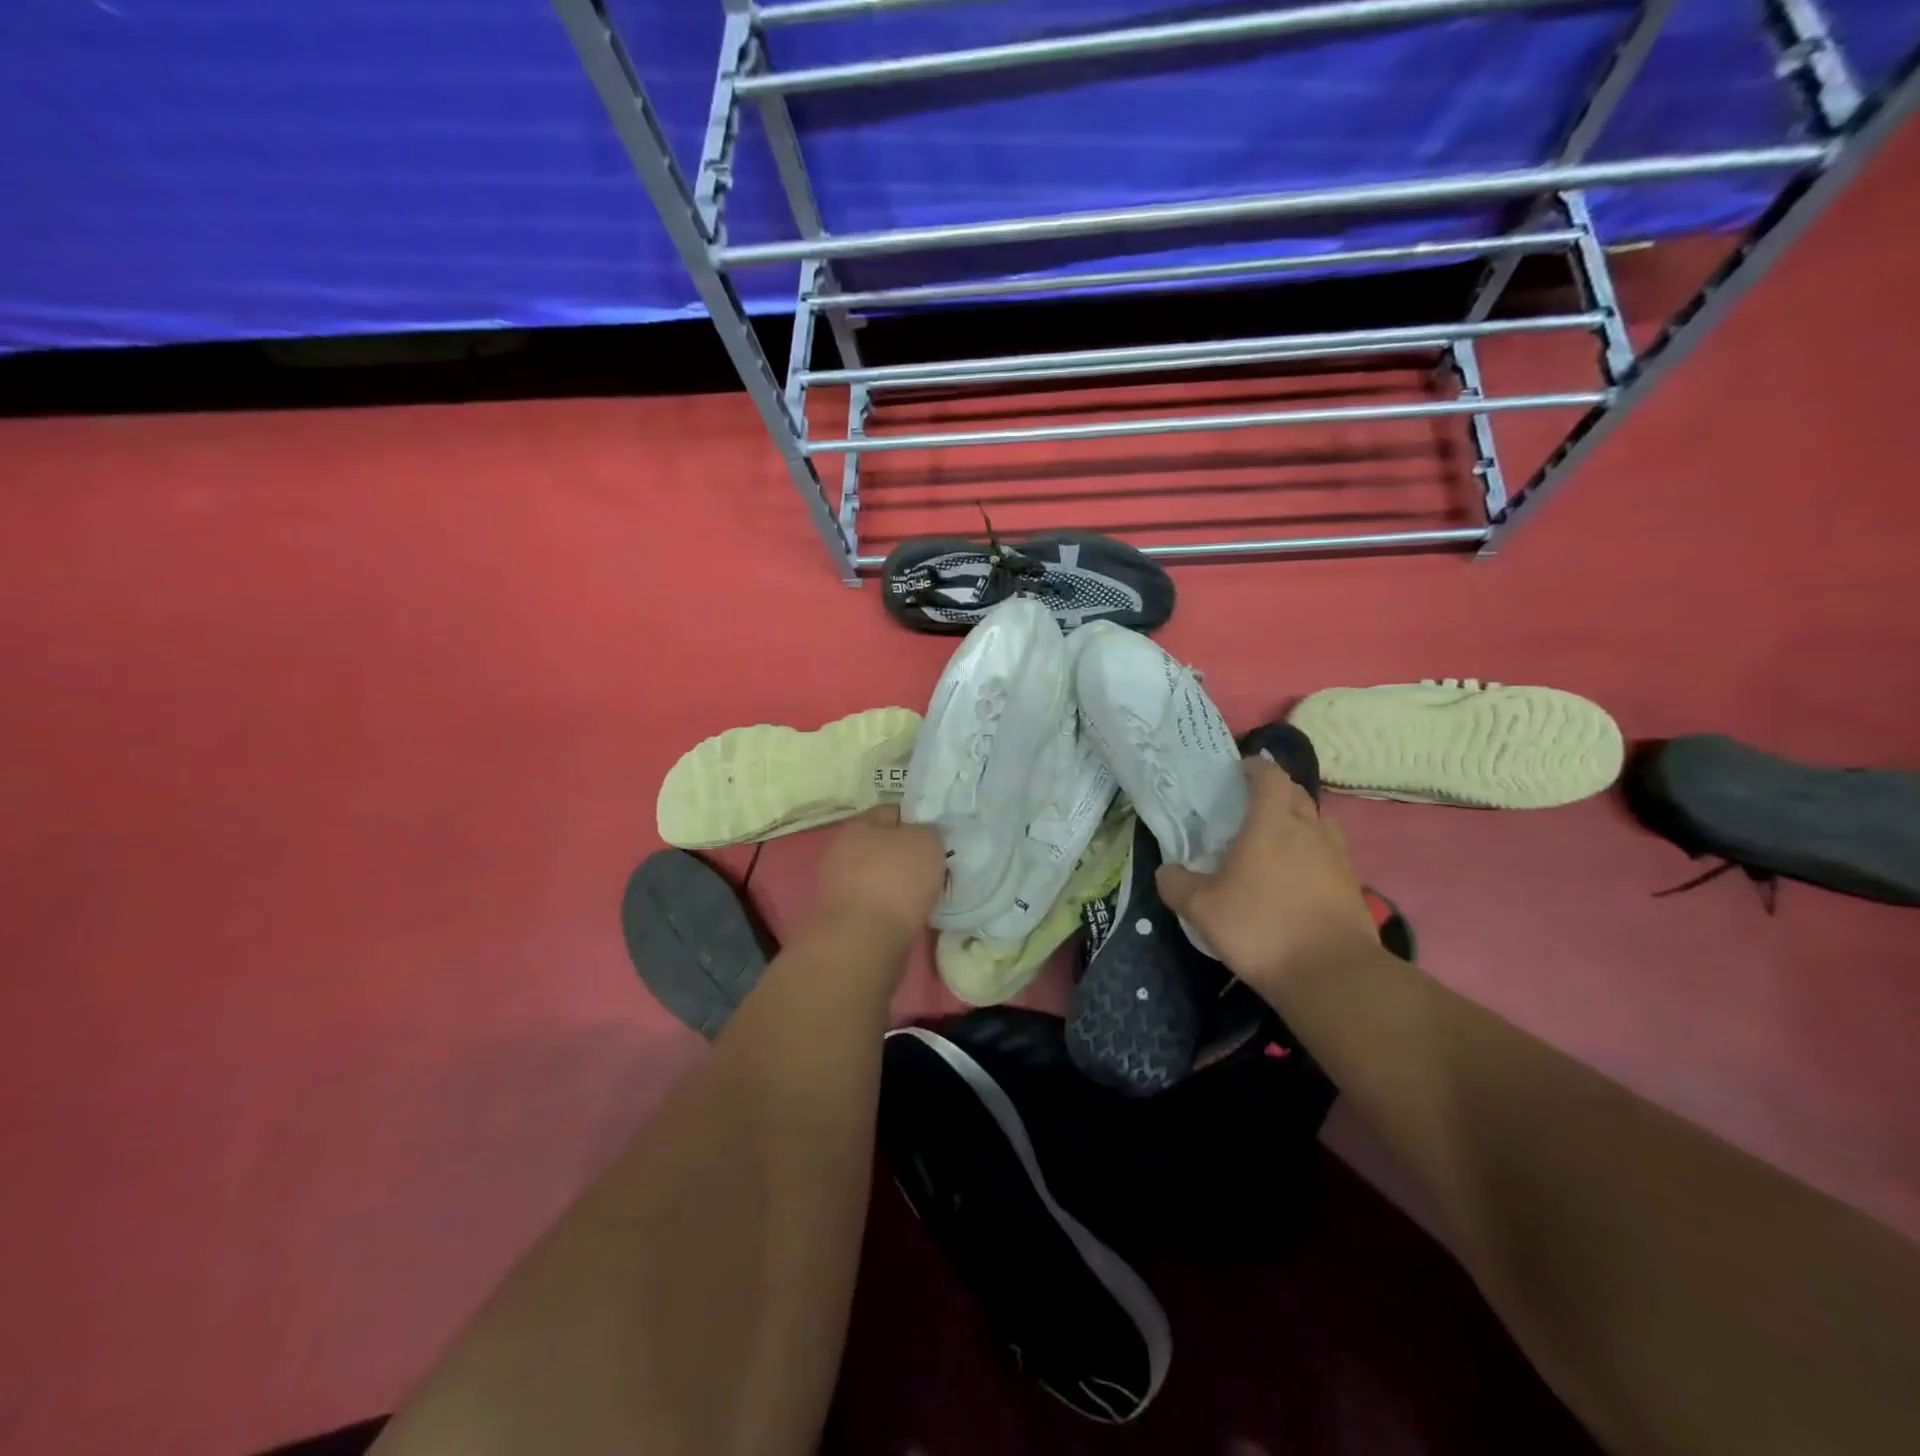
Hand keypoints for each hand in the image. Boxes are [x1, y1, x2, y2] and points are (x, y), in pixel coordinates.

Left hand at [814, 805, 945, 953]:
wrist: (865, 942)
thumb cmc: (896, 880)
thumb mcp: (926, 841)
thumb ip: (929, 832)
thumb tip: (925, 837)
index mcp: (858, 826)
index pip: (893, 812)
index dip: (919, 820)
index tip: (940, 835)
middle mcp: (843, 852)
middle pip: (886, 847)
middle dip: (910, 855)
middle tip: (938, 865)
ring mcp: (841, 888)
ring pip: (882, 878)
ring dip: (903, 885)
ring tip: (930, 894)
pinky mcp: (846, 919)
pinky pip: (879, 905)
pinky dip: (895, 909)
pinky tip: (914, 916)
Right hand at [1156, 756, 1377, 1003]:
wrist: (1332, 975)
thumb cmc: (1261, 928)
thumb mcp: (1202, 909)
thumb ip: (1177, 884)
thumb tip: (1166, 871)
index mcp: (1271, 822)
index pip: (1269, 776)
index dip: (1254, 768)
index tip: (1238, 772)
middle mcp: (1309, 829)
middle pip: (1296, 794)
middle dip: (1275, 792)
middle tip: (1250, 808)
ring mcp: (1337, 857)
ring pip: (1318, 824)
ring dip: (1299, 823)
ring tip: (1276, 842)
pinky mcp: (1352, 886)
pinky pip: (1330, 855)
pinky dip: (1313, 856)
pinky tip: (1296, 880)